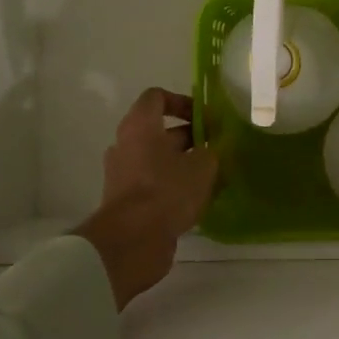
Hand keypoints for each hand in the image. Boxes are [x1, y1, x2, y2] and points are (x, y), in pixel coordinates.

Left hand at [77, 89, 218, 309]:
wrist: (132, 241)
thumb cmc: (168, 191)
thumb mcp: (204, 166)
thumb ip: (212, 151)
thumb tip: (213, 149)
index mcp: (140, 126)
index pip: (157, 97)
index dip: (183, 102)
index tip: (205, 119)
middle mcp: (126, 144)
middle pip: (159, 131)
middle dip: (190, 137)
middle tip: (216, 150)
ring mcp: (122, 173)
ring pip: (157, 159)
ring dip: (183, 163)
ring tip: (211, 177)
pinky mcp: (125, 199)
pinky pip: (152, 182)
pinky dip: (172, 185)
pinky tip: (196, 200)